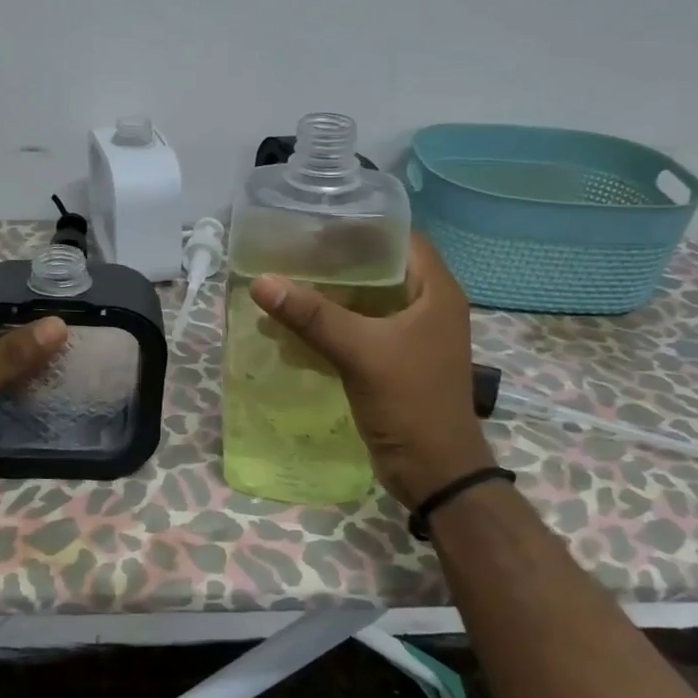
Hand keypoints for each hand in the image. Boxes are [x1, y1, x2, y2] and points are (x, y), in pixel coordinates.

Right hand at [250, 233, 492, 507]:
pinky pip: (357, 333)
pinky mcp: (392, 363)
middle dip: (335, 264)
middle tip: (291, 254)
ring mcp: (410, 337)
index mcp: (435, 292)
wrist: (434, 473)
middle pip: (378, 270)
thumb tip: (262, 282)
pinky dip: (327, 329)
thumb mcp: (361, 352)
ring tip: (282, 288)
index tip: (318, 224)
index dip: (363, 227)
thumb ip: (313, 316)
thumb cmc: (410, 402)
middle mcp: (426, 307)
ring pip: (364, 303)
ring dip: (326, 299)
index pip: (401, 239)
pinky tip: (290, 331)